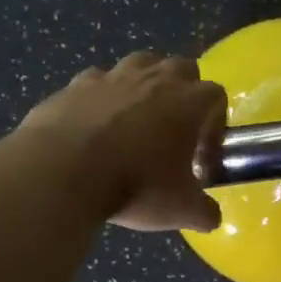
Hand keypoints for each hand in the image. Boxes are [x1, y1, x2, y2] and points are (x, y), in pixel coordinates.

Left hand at [19, 51, 226, 231]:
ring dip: (144, 85)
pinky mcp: (76, 84)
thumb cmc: (135, 185)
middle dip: (184, 93)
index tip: (202, 157)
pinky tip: (94, 125)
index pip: (216, 96)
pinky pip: (96, 82)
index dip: (215, 125)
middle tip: (174, 131)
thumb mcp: (180, 209)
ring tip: (136, 120)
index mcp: (189, 101)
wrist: (64, 172)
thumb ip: (203, 211)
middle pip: (182, 68)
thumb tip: (211, 217)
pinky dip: (101, 98)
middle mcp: (155, 78)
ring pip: (140, 63)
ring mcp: (113, 76)